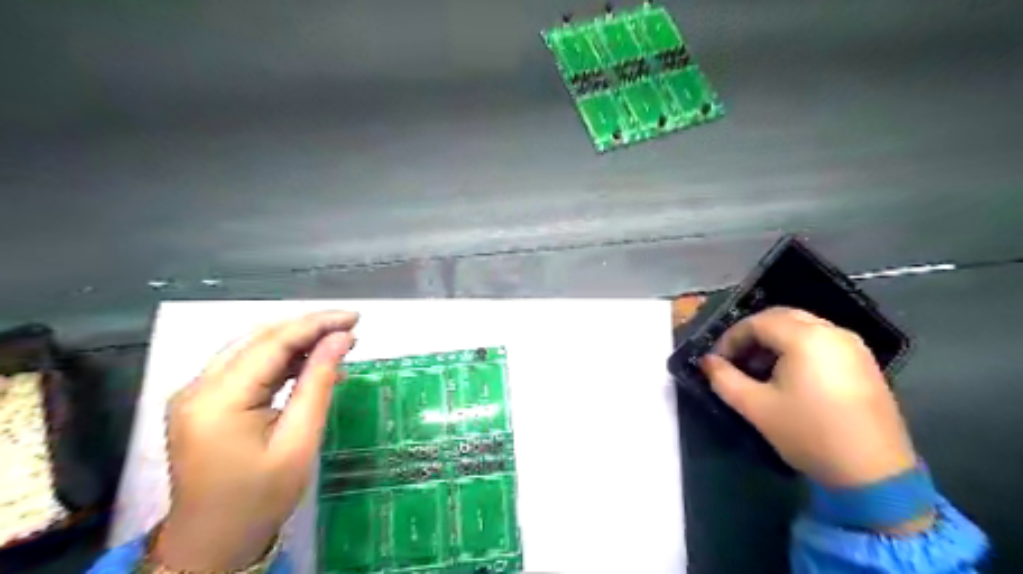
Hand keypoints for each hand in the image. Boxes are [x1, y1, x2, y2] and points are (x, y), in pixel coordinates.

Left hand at [152, 311, 356, 571]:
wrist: (212, 543)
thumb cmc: (260, 497)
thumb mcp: (299, 441)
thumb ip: (318, 383)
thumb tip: (341, 340)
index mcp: (217, 399)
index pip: (273, 343)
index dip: (317, 325)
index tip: (355, 318)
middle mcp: (198, 387)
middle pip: (260, 340)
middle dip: (309, 328)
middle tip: (351, 328)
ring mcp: (196, 394)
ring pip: (253, 349)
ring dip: (297, 343)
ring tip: (338, 344)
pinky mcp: (203, 402)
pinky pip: (247, 367)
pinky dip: (282, 361)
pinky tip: (310, 365)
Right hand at [700, 308, 914, 488]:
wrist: (875, 475)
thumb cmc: (808, 434)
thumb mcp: (756, 407)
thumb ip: (724, 378)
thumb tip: (707, 362)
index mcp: (806, 337)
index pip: (757, 322)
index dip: (730, 338)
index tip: (717, 361)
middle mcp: (832, 331)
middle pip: (781, 317)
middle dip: (752, 334)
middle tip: (735, 359)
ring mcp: (853, 346)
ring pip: (802, 327)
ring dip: (774, 340)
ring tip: (758, 369)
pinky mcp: (864, 362)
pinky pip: (821, 340)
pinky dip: (797, 348)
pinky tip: (788, 376)